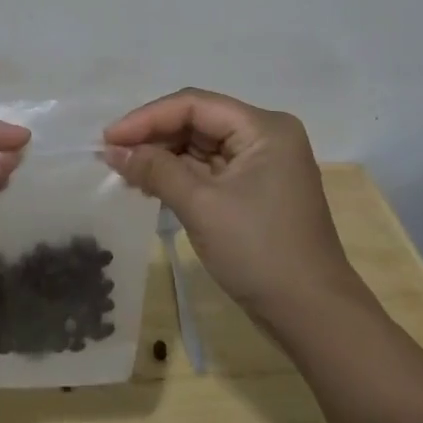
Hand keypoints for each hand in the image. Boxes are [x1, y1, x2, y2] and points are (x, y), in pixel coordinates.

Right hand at [104, 89, 368, 337]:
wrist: (314, 318)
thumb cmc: (260, 252)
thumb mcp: (202, 206)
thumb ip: (156, 170)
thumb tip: (113, 151)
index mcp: (264, 127)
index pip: (194, 105)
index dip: (147, 118)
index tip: (108, 138)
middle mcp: (265, 137)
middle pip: (198, 121)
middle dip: (153, 136)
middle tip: (111, 155)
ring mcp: (262, 165)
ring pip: (201, 146)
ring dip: (163, 157)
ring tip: (123, 170)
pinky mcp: (256, 191)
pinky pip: (210, 171)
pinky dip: (179, 176)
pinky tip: (149, 185)